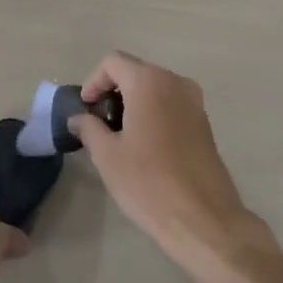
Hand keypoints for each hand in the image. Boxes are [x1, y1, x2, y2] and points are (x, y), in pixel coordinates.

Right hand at [69, 52, 263, 267]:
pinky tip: (144, 146)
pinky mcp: (204, 124)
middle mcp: (175, 82)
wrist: (203, 219)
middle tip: (98, 123)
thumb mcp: (107, 155)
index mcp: (149, 82)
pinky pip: (171, 105)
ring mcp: (195, 102)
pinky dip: (153, 114)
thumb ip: (89, 127)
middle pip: (135, 71)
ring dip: (133, 103)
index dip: (93, 81)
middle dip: (113, 91)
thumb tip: (78, 118)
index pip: (113, 62)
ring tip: (119, 136)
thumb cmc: (148, 182)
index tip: (86, 110)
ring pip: (155, 88)